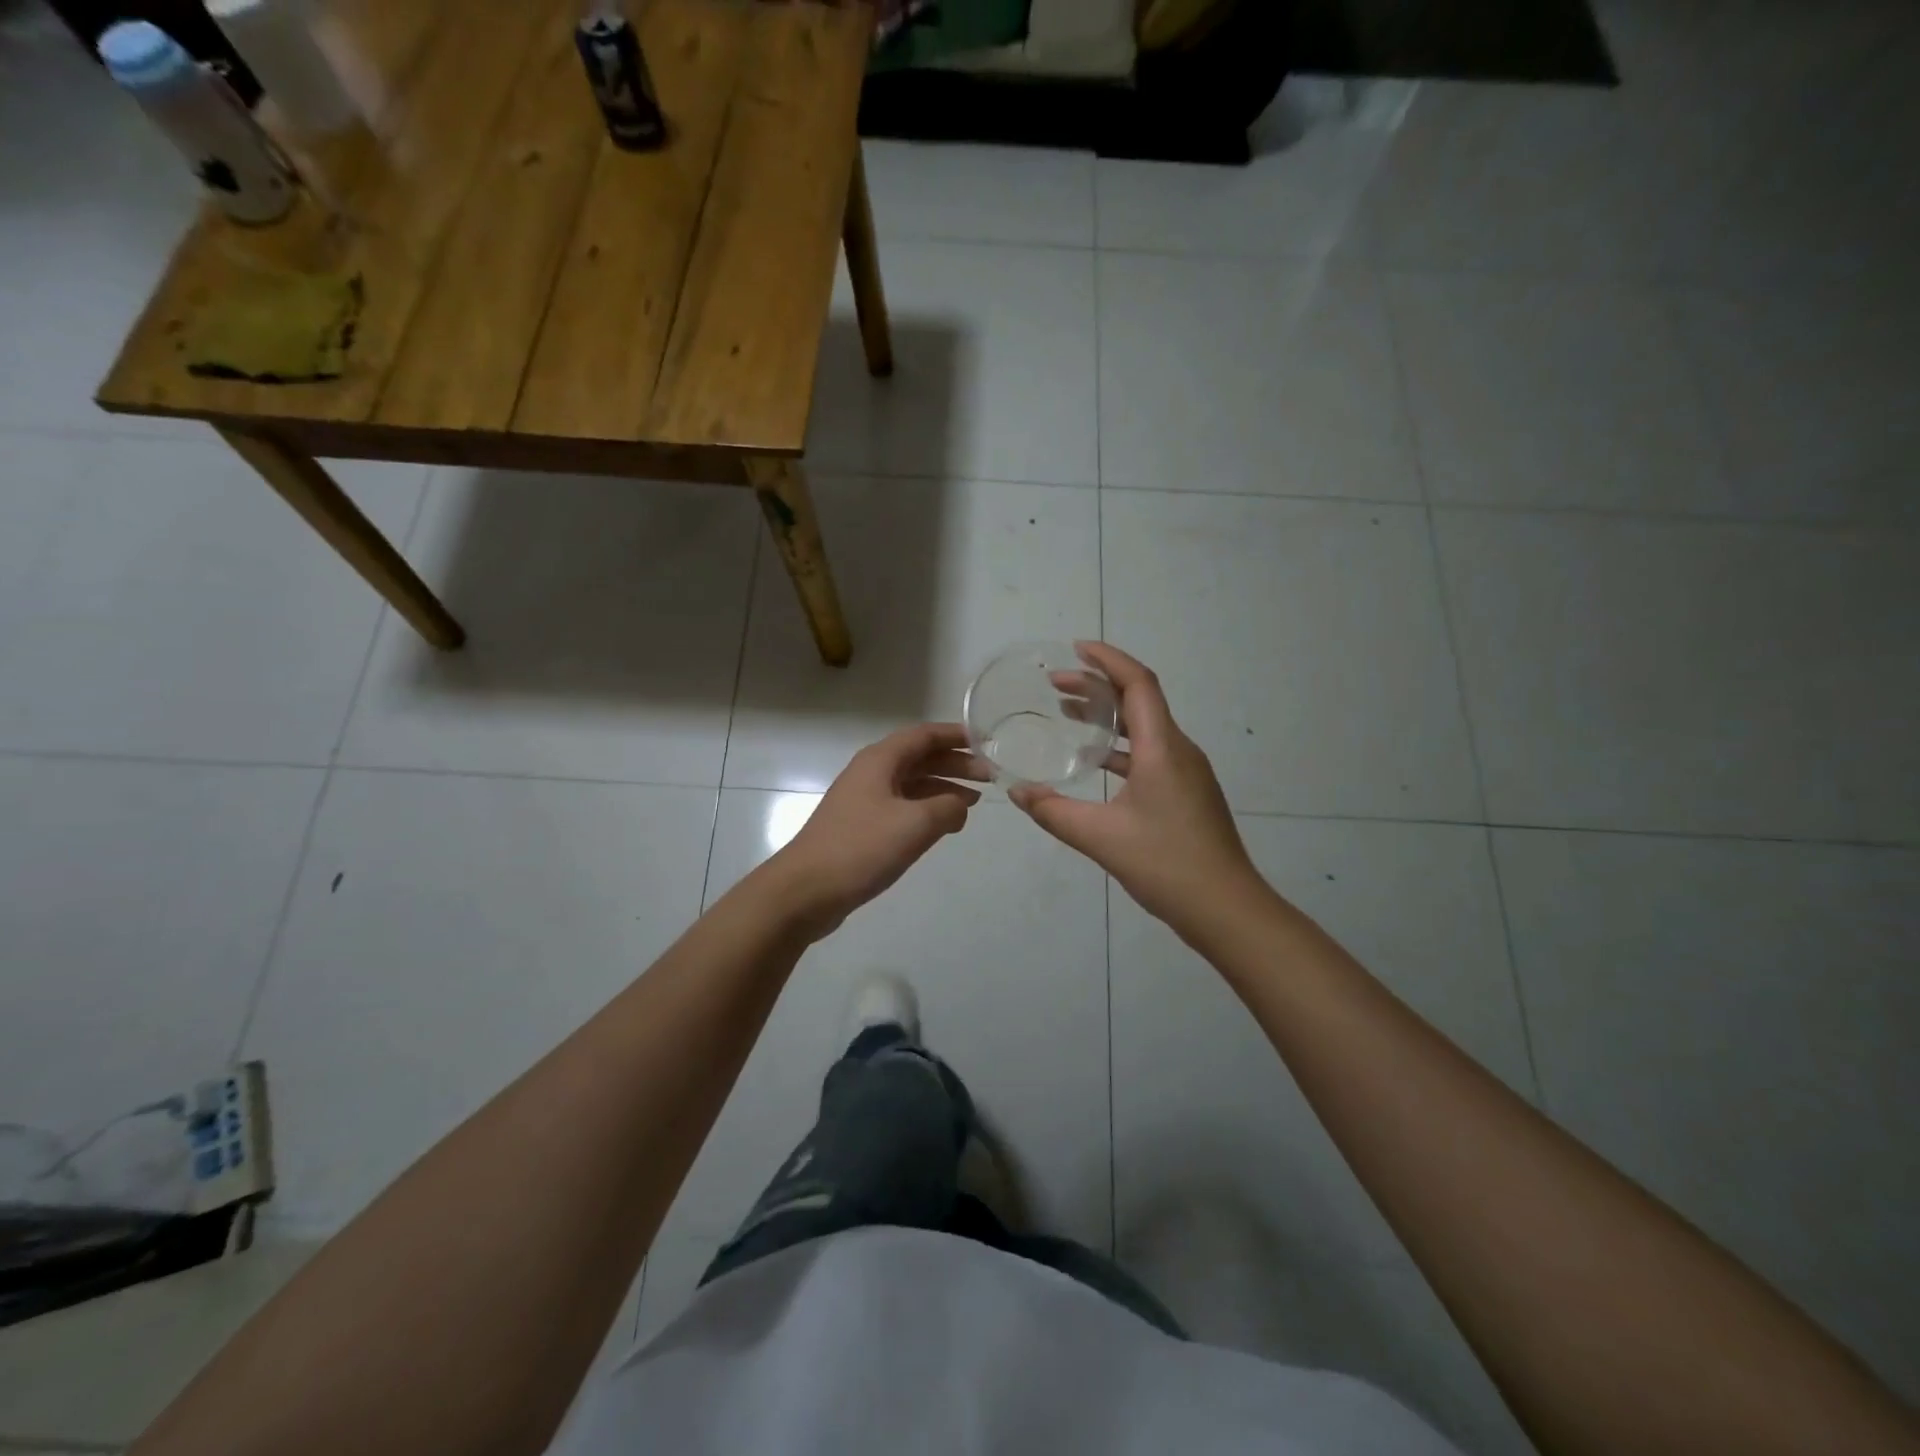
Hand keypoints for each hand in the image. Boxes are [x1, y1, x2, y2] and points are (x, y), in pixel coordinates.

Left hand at [772, 722, 986, 936]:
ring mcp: (864, 800)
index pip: (925, 735)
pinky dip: (927, 810)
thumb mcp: (915, 824)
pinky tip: (945, 825)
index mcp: (880, 760)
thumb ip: (948, 808)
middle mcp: (871, 773)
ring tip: (975, 802)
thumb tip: (961, 805)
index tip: (988, 743)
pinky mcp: (862, 827)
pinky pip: (903, 807)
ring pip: (912, 784)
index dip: (957, 736)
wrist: (805, 891)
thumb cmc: (861, 848)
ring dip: (943, 788)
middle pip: (920, 758)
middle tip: (989, 778)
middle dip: (955, 764)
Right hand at [1010, 643, 1263, 935]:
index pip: (1138, 683)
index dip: (1107, 660)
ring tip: (1068, 716)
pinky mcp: (1187, 794)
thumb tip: (1016, 792)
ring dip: (1108, 717)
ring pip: (1145, 729)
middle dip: (1098, 686)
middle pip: (1140, 701)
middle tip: (1056, 686)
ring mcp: (1187, 773)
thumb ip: (1053, 812)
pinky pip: (1150, 753)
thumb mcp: (1100, 838)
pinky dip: (1120, 748)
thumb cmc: (1166, 864)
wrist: (1226, 908)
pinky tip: (1095, 764)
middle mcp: (1179, 751)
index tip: (1075, 649)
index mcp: (1163, 748)